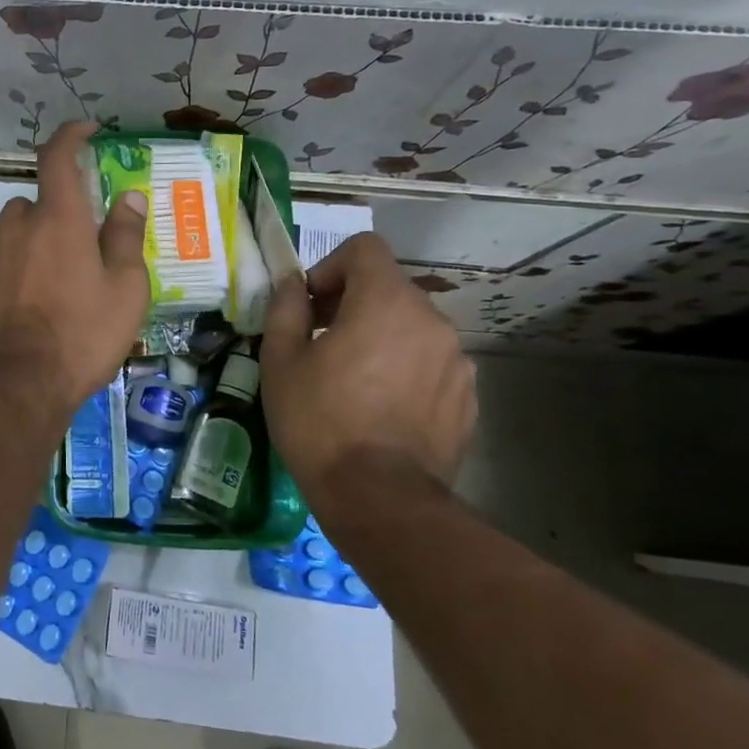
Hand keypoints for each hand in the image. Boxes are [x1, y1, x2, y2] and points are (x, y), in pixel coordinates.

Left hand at [0, 122, 149, 412]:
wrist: (23, 382)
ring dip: (32, 233)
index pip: (58, 156)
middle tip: (82, 243)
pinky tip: (21, 283)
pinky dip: (7, 254)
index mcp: (60, 218)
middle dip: (59, 210)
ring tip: (52, 270)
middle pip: (38, 198)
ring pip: (13, 224)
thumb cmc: (84, 333)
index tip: (87, 130)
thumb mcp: (126, 288)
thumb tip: (129, 197)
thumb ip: (125, 236)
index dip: (71, 134)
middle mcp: (20, 224)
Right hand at [261, 231, 474, 489]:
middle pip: (388, 287)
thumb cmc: (319, 420)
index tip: (310, 305)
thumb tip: (292, 284)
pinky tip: (380, 408)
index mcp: (386, 302)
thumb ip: (286, 308)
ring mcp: (457, 360)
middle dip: (351, 303)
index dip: (330, 266)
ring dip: (379, 336)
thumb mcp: (281, 360)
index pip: (364, 249)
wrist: (380, 499)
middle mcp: (431, 320)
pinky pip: (429, 362)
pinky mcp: (467, 397)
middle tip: (320, 342)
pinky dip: (403, 368)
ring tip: (351, 380)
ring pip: (410, 326)